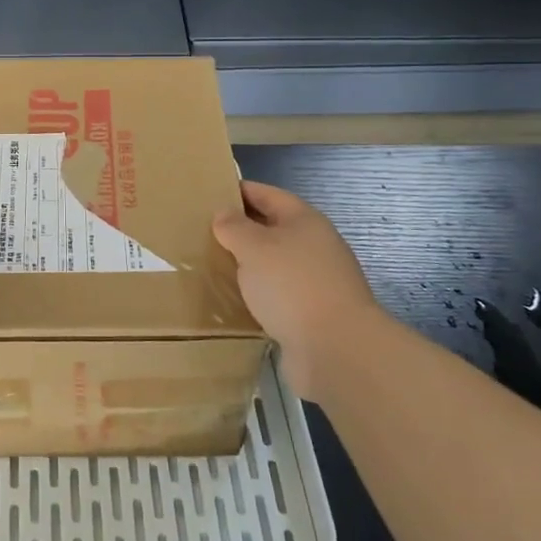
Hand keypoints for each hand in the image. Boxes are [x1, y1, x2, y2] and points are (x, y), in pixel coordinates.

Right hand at [213, 181, 386, 398]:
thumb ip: (234, 227)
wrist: (336, 349)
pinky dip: (259, 292)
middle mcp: (314, 245)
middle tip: (205, 232)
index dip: (240, 191)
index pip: (267, 194)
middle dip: (242, 229)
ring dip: (249, 263)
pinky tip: (237, 299)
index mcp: (304, 220)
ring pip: (275, 263)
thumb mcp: (254, 247)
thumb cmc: (292, 285)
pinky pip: (279, 293)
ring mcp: (317, 280)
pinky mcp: (313, 312)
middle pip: (273, 228)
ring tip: (215, 265)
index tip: (210, 193)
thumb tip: (224, 214)